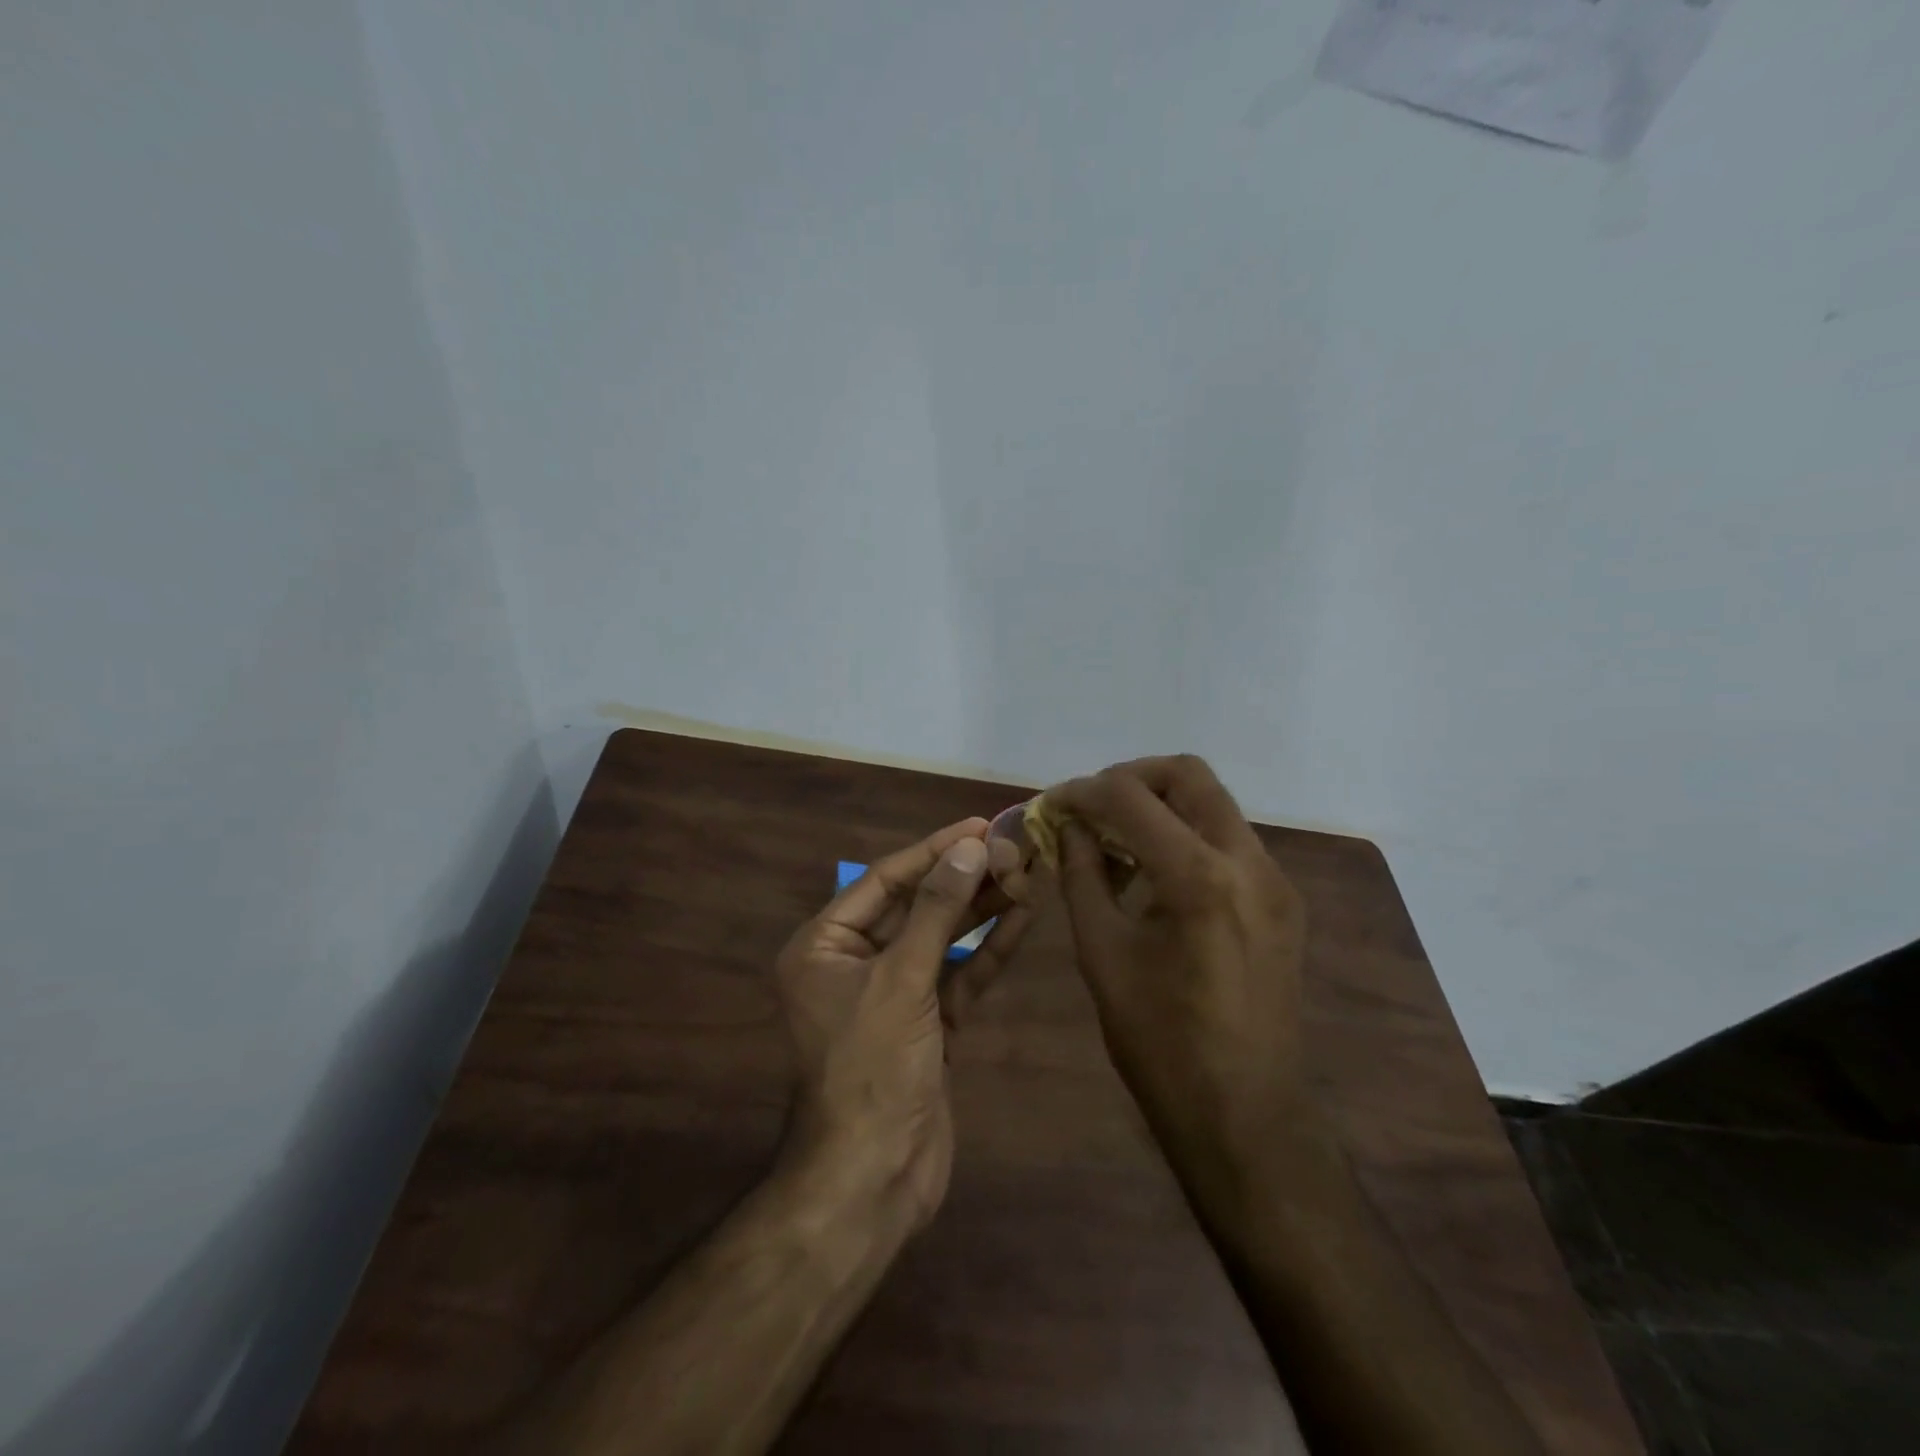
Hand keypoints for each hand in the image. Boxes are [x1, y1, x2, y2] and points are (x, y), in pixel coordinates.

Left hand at [772, 818, 1029, 1229]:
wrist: (873, 1179)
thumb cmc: (872, 1067)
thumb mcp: (902, 980)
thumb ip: (937, 911)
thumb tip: (969, 847)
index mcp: (825, 945)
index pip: (885, 880)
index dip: (934, 850)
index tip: (979, 826)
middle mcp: (855, 962)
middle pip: (917, 905)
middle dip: (964, 878)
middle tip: (1014, 849)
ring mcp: (895, 994)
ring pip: (943, 939)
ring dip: (982, 909)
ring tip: (1026, 872)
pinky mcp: (928, 1023)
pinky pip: (959, 975)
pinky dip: (988, 950)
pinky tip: (1023, 917)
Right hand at [1048, 756, 1314, 1185]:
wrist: (1244, 1114)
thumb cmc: (1159, 1041)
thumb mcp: (1102, 953)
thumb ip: (1082, 875)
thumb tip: (1069, 827)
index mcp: (1198, 878)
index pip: (1130, 797)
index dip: (1082, 792)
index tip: (1051, 805)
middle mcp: (1248, 863)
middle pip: (1188, 775)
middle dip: (1131, 778)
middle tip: (1091, 807)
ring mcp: (1275, 880)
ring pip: (1213, 804)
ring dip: (1160, 806)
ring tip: (1116, 840)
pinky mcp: (1283, 901)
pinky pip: (1229, 840)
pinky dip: (1186, 836)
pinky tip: (1154, 873)